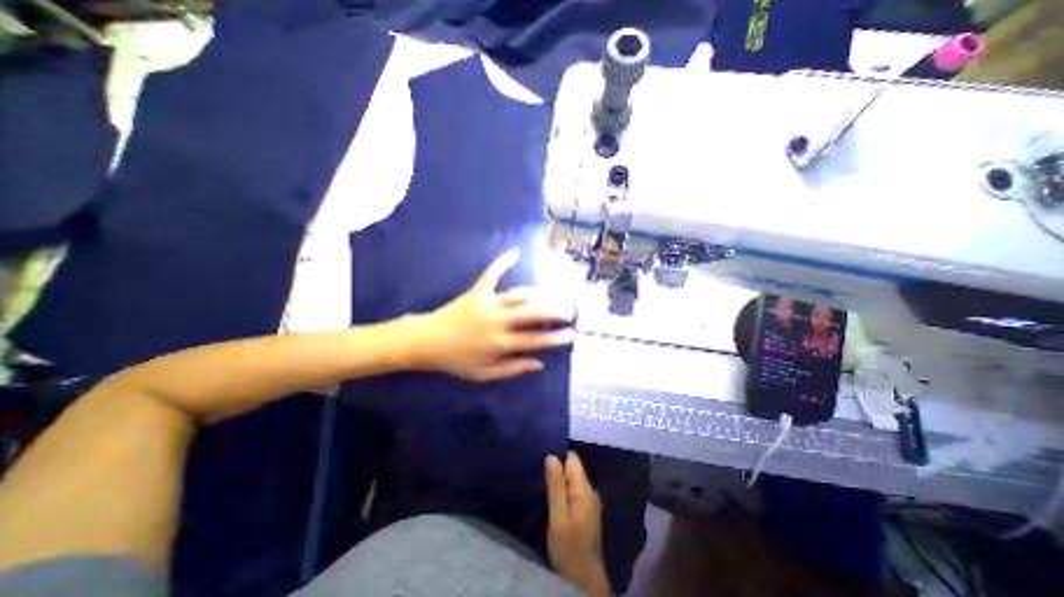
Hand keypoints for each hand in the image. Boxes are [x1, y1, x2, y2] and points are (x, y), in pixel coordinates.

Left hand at [408, 248, 573, 381]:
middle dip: (554, 312)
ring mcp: (488, 303)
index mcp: (500, 343)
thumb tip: (539, 364)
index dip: (556, 338)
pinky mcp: (477, 291)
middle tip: (569, 311)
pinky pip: (491, 274)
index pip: (535, 340)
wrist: (427, 342)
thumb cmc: (457, 360)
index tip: (572, 334)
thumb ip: (513, 369)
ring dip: (538, 295)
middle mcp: (498, 321)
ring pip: (519, 295)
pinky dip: (503, 262)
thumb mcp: (485, 374)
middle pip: (532, 314)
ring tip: (552, 297)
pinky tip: (515, 252)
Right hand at [544, 452, 610, 596]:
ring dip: (558, 480)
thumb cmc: (570, 550)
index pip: (572, 459)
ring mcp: (589, 502)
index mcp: (584, 489)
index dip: (557, 454)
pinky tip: (550, 497)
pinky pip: (573, 492)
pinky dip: (562, 491)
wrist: (585, 583)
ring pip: (572, 480)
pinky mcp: (586, 512)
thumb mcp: (559, 518)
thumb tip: (552, 456)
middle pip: (572, 468)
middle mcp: (590, 491)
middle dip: (556, 468)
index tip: (541, 455)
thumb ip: (556, 486)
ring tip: (540, 482)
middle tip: (537, 472)